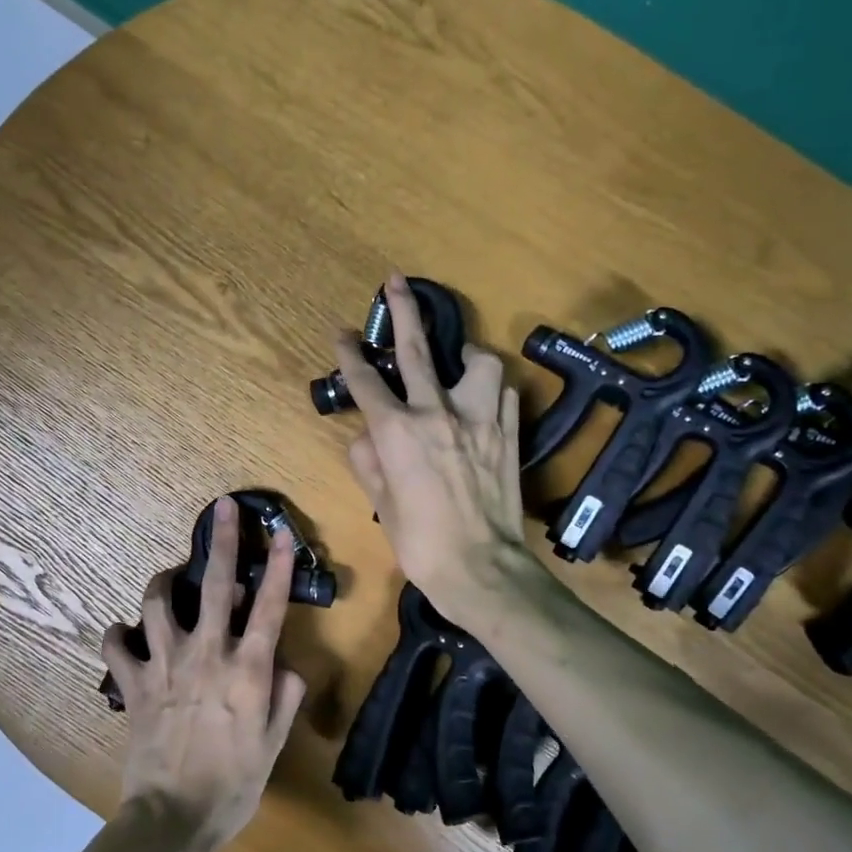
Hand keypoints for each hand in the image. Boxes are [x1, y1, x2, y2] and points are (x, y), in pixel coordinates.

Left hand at [100, 497, 307, 851]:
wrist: (173, 817)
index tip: (282, 533)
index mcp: (247, 669)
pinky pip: (115, 644)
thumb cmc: (233, 784)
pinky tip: (126, 634)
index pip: (269, 606)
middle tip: (222, 508)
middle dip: (222, 541)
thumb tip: (285, 665)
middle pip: (215, 585)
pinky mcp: (133, 683)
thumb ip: (285, 696)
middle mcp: (206, 654)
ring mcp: (164, 665)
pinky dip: (118, 633)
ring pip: (158, 602)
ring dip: (164, 582)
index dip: (279, 566)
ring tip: (170, 579)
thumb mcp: (274, 743)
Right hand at [332, 273, 528, 620]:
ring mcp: (479, 420)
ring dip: (465, 357)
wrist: (480, 568)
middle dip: (402, 310)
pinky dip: (492, 390)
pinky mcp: (508, 434)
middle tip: (396, 283)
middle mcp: (437, 414)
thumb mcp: (381, 504)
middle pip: (415, 350)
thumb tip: (367, 438)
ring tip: (458, 364)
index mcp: (397, 432)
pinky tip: (483, 400)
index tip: (344, 334)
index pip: (366, 381)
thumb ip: (368, 461)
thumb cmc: (421, 543)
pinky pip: (504, 394)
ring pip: (478, 362)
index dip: (350, 354)